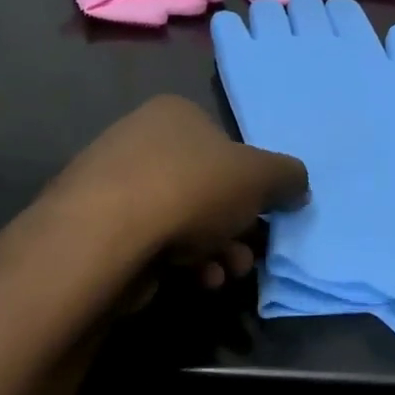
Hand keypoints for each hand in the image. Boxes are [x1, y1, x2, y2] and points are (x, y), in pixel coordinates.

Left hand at [47, 95, 307, 290]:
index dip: (250, 183)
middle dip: (235, 228)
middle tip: (248, 254)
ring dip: (215, 250)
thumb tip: (298, 186)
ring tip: (225, 274)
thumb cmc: (193, 188)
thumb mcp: (260, 176)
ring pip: (182, 219)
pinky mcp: (97, 227)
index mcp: (175, 114)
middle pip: (205, 188)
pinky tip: (195, 280)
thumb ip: (287, 177)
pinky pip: (152, 241)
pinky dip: (180, 261)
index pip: (224, 144)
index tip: (263, 216)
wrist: (109, 233)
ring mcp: (113, 184)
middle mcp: (140, 139)